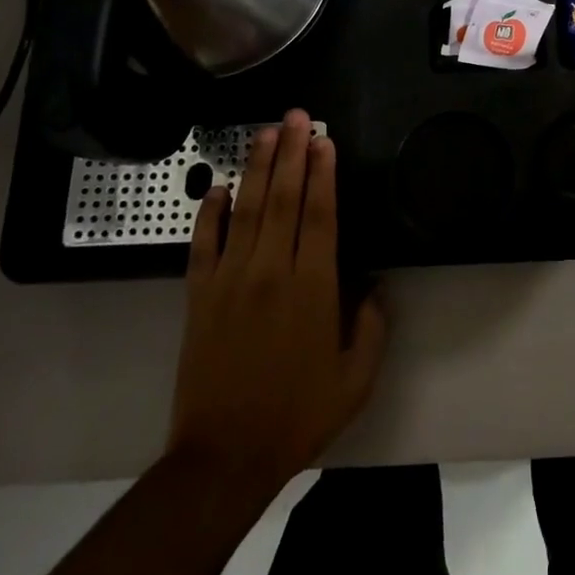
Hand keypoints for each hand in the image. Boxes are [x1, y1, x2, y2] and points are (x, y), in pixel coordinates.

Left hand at [169, 109, 385, 501]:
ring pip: (246, 209)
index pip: (320, 214)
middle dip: (292, 152)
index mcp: (313, 286)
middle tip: (297, 116)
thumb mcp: (356, 379)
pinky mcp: (199, 296)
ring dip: (256, 168)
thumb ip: (372, 326)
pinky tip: (216, 188)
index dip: (323, 173)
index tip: (325, 141)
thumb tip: (376, 285)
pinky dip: (209, 213)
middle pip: (283, 198)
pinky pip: (203, 244)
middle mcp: (271, 271)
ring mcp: (230, 280)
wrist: (224, 457)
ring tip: (265, 133)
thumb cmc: (297, 415)